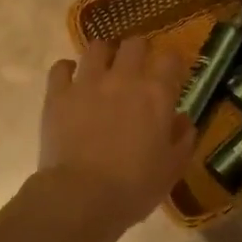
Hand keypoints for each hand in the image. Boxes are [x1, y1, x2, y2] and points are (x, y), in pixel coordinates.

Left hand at [37, 37, 196, 234]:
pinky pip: (61, 67)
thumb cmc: (135, 186)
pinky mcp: (58, 94)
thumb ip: (183, 138)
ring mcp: (87, 83)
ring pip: (96, 47)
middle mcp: (124, 78)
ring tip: (103, 69)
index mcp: (156, 94)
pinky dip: (67, 70)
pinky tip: (71, 81)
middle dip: (139, 51)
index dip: (173, 63)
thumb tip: (184, 120)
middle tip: (137, 68)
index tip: (173, 75)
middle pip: (134, 44)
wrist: (82, 197)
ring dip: (103, 55)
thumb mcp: (172, 168)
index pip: (171, 58)